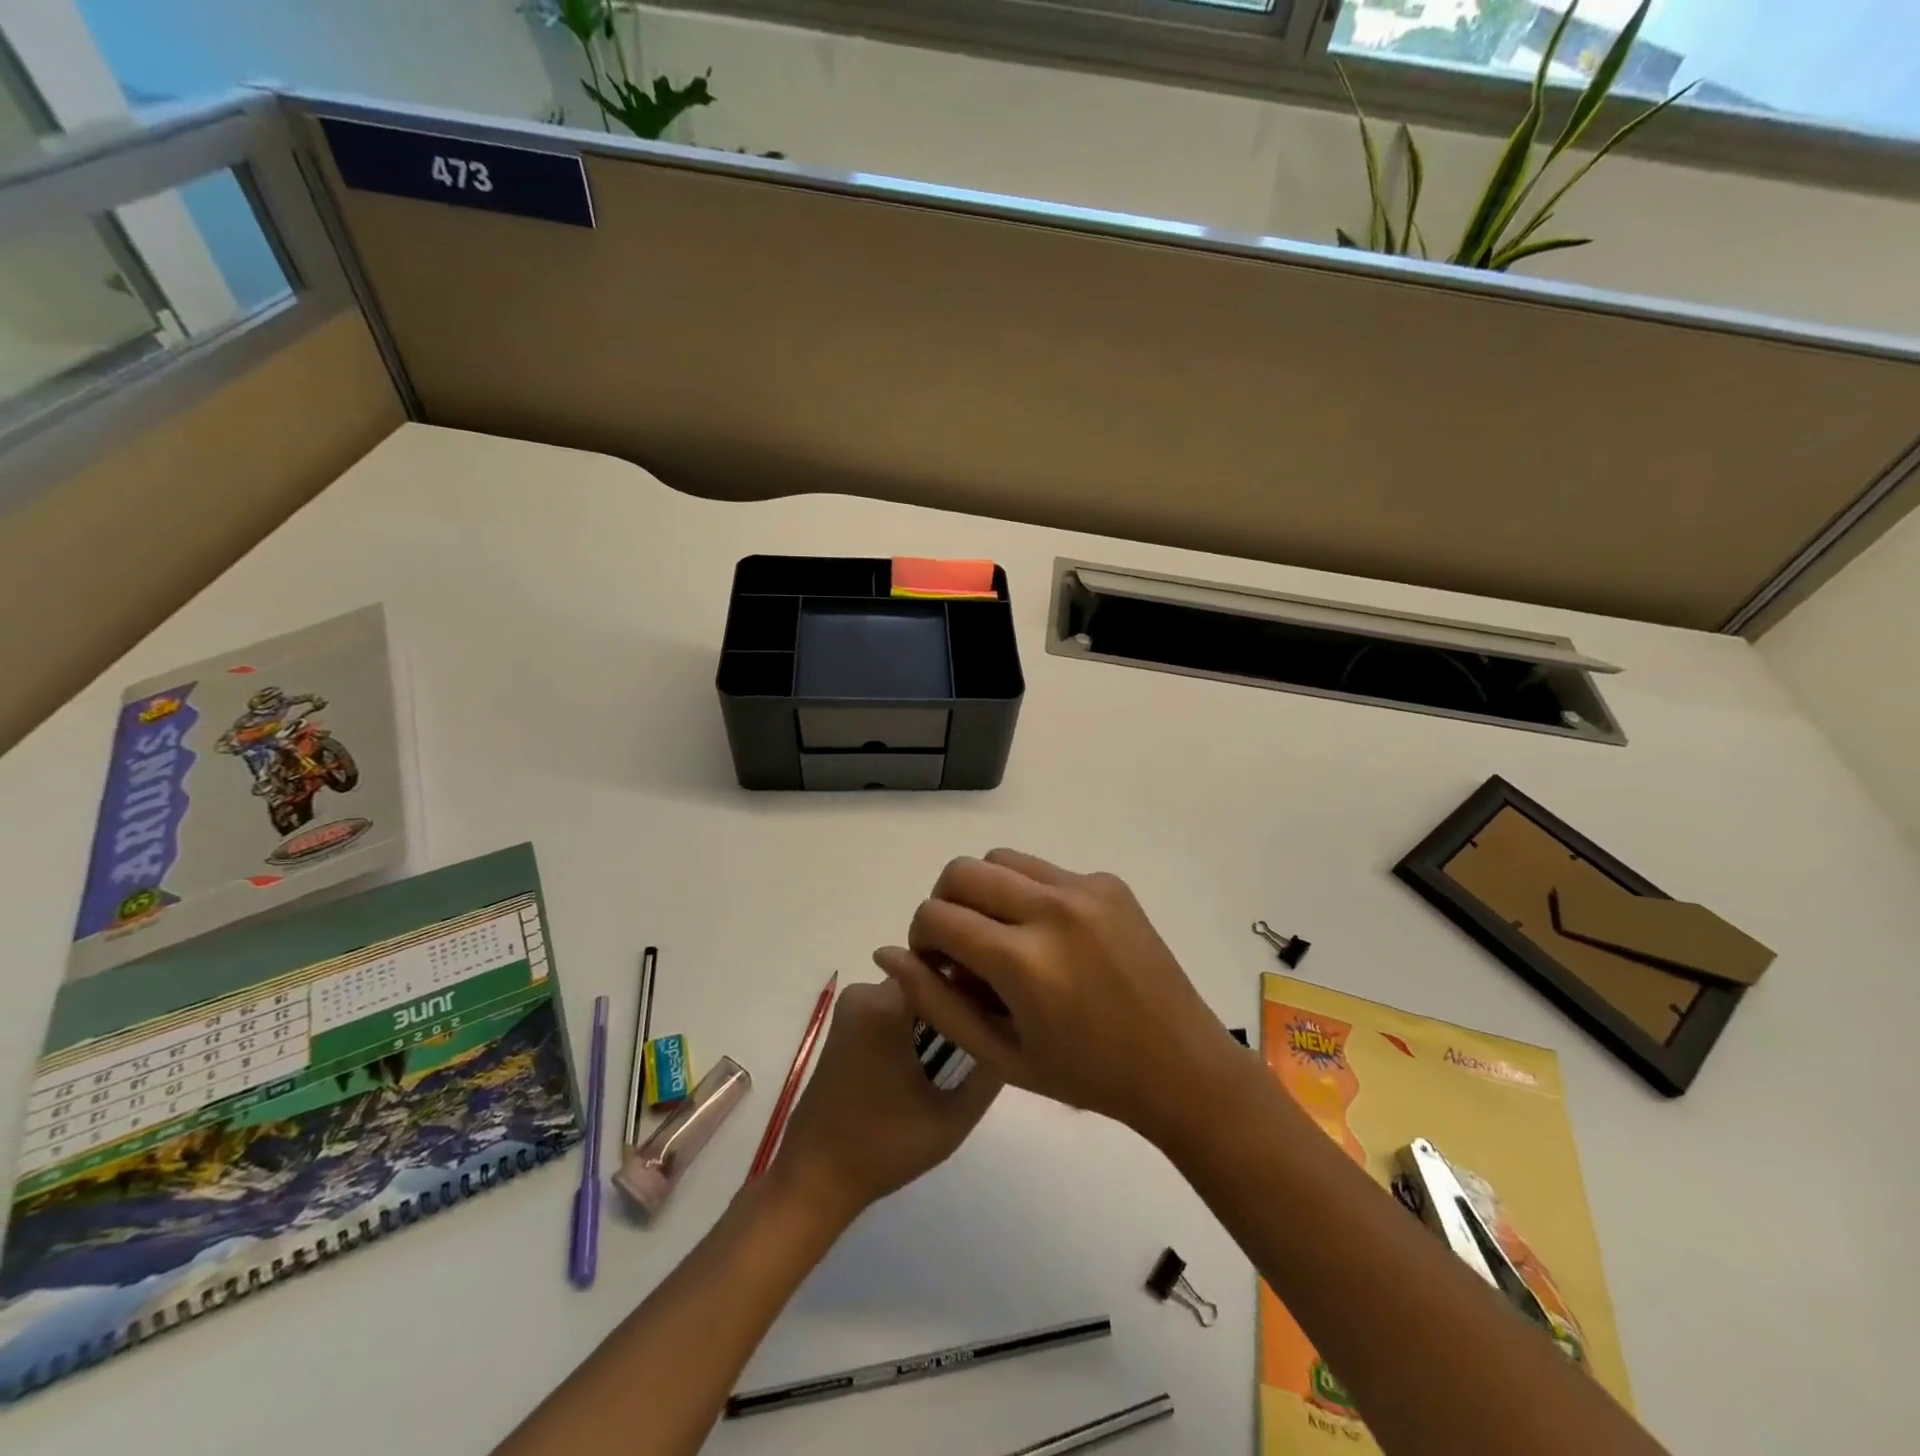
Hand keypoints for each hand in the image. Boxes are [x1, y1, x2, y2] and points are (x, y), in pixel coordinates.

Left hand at [770, 980, 1000, 1222]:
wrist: (815, 1177)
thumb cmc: (884, 1147)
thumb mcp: (952, 1118)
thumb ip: (989, 1072)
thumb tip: (1012, 1032)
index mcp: (886, 1006)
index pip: (947, 971)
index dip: (980, 985)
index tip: (1005, 1007)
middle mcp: (865, 992)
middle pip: (929, 979)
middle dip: (958, 1000)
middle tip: (990, 1031)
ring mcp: (851, 1005)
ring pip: (912, 993)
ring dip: (937, 1013)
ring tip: (964, 1048)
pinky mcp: (845, 1021)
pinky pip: (892, 1006)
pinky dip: (915, 1023)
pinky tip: (932, 1056)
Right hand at [873, 850, 1235, 1145]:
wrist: (1180, 1065)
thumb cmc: (1085, 1075)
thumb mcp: (999, 1055)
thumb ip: (935, 1002)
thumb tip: (887, 953)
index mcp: (1023, 961)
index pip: (936, 915)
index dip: (921, 938)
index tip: (937, 965)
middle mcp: (1052, 909)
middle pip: (961, 871)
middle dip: (944, 904)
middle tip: (961, 946)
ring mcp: (1085, 889)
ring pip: (1000, 859)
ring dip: (983, 891)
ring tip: (1001, 937)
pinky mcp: (1108, 882)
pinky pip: (1044, 871)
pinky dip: (1026, 893)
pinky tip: (1048, 938)